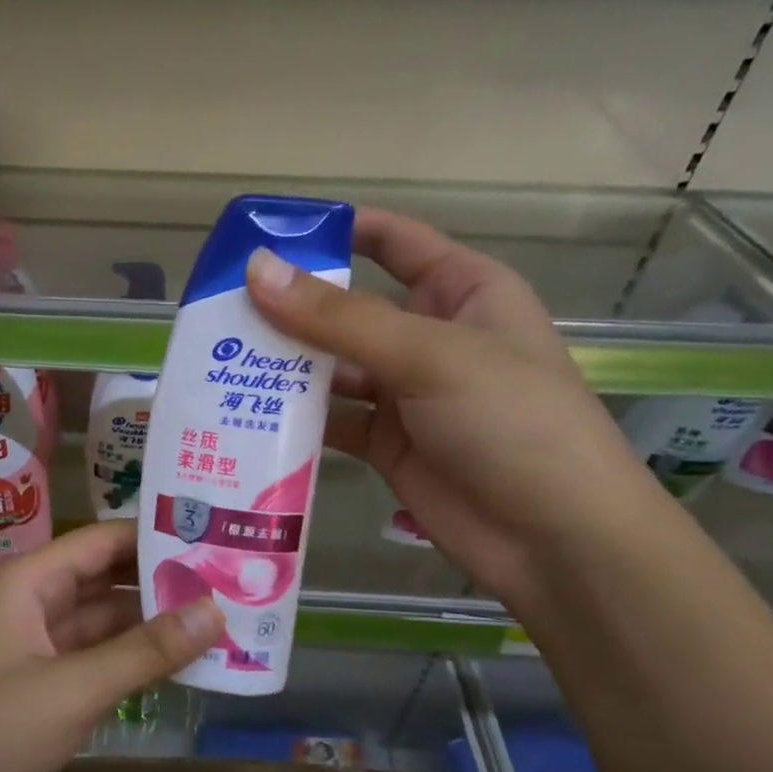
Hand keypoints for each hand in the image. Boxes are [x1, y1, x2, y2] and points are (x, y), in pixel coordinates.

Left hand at [0, 521, 223, 771]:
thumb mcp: (75, 687)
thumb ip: (146, 650)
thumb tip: (215, 610)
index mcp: (29, 583)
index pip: (100, 541)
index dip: (153, 536)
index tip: (212, 535)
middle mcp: (31, 605)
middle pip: (105, 580)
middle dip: (160, 582)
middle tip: (228, 580)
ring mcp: (35, 649)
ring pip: (103, 624)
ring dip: (151, 625)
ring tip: (218, 620)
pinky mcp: (41, 690)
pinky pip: (95, 661)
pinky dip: (132, 662)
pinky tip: (179, 665)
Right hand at [245, 210, 663, 609]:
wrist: (555, 540)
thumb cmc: (512, 422)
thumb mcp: (428, 356)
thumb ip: (339, 318)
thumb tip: (257, 270)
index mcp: (460, 292)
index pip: (391, 242)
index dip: (334, 231)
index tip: (265, 236)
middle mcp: (428, 336)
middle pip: (346, 308)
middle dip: (289, 307)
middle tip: (217, 309)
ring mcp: (404, 394)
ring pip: (331, 367)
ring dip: (283, 366)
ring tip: (217, 361)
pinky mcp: (384, 444)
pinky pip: (329, 420)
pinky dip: (292, 418)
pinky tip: (244, 414)